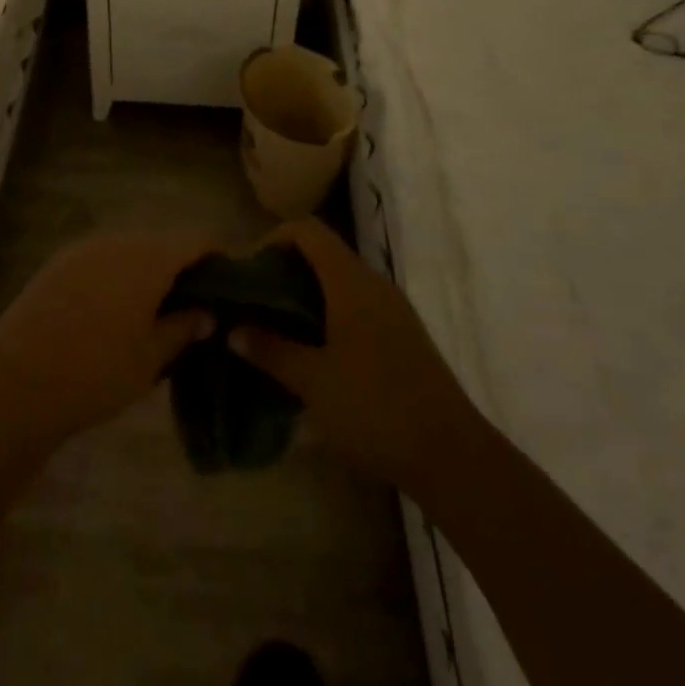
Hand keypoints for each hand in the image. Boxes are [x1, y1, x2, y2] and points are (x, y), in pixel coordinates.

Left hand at [0, 231, 219, 448]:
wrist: (18, 382)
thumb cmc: (98, 372)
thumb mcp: (151, 358)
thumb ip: (183, 328)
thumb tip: (206, 313)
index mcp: (149, 258)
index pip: (196, 240)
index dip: (216, 257)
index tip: (225, 284)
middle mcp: (118, 240)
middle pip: (161, 241)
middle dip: (179, 266)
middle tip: (189, 304)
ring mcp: (83, 248)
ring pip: (128, 248)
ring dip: (145, 269)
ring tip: (150, 309)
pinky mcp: (57, 262)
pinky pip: (100, 258)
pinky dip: (114, 274)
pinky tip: (110, 309)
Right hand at [228, 218, 468, 497]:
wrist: (451, 455)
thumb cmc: (375, 408)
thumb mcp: (312, 382)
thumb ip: (271, 351)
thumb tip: (233, 331)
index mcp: (350, 282)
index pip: (308, 230)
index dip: (274, 237)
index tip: (250, 270)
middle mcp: (374, 284)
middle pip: (324, 252)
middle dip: (286, 269)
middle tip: (257, 302)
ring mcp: (393, 309)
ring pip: (341, 281)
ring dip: (307, 293)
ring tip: (279, 327)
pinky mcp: (403, 335)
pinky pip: (358, 304)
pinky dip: (329, 312)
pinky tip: (315, 351)